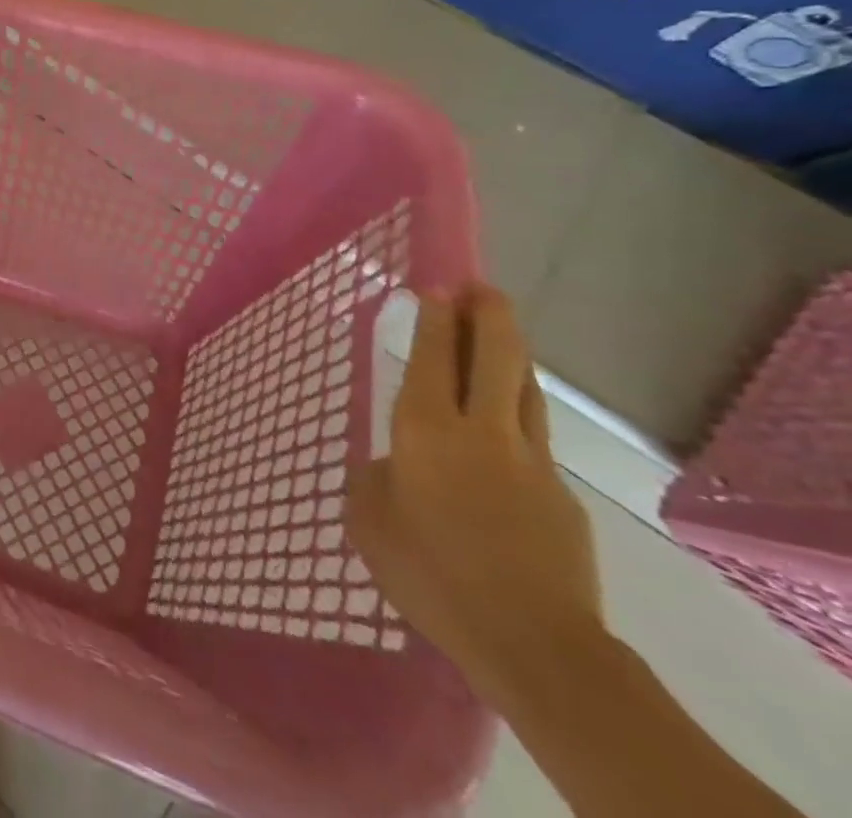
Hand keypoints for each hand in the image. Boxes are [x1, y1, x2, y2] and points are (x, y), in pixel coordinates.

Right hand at [347, 285, 602, 706]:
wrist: (534, 644)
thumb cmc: (430, 571)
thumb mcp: (370, 519)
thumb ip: (377, 478)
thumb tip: (395, 467)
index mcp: (427, 429)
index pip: (435, 356)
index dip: (437, 318)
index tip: (437, 287)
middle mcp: (483, 431)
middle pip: (497, 356)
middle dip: (489, 315)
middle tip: (479, 287)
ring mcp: (531, 462)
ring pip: (525, 390)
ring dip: (512, 355)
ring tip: (499, 335)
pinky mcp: (562, 499)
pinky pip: (534, 438)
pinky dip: (517, 414)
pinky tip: (503, 430)